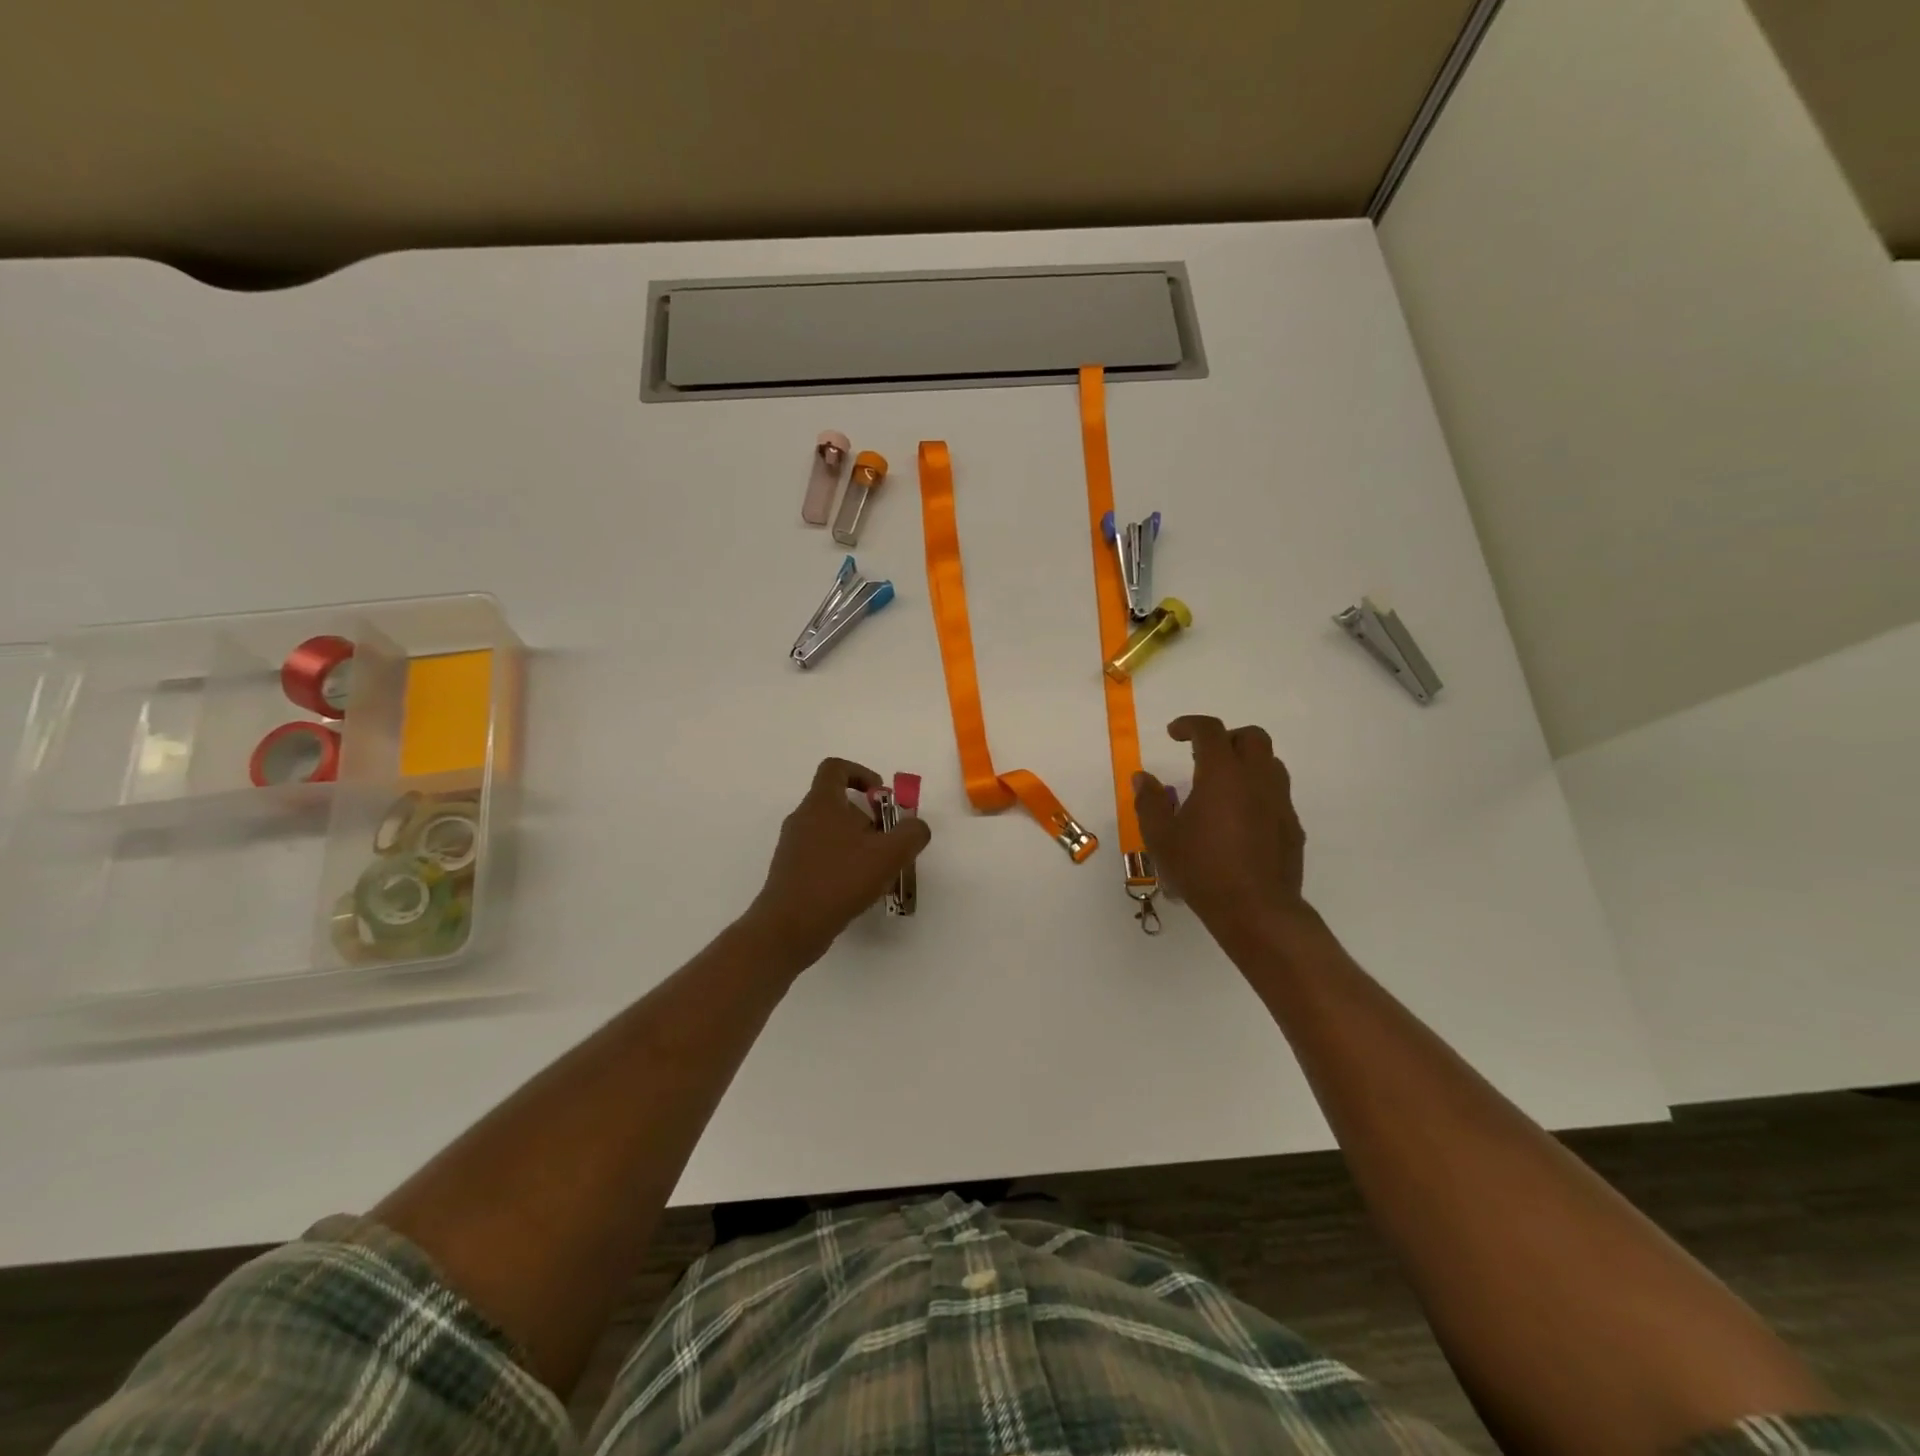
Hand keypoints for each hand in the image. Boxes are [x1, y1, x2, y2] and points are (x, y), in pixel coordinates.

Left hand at [745, 757, 932, 967]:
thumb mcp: (889, 854)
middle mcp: (803, 818)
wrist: (789, 926)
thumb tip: (916, 826)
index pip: (836, 768)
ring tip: (878, 871)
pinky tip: (859, 890)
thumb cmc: (839, 880)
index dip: (861, 774)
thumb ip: (912, 833)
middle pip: (838, 804)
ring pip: (831, 832)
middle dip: (868, 818)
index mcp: (822, 803)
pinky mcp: (791, 872)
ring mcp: (793, 846)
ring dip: (858, 844)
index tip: (881, 796)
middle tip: (888, 842)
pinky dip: (843, 864)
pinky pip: (822, 856)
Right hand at [1134, 716, 1307, 935]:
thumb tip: (1143, 778)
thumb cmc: (1202, 869)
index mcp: (1222, 774)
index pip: (1210, 731)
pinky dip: (1257, 792)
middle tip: (1203, 756)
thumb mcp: (1161, 836)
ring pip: (1270, 763)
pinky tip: (1239, 818)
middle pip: (1252, 737)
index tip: (1174, 733)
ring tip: (1222, 786)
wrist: (1256, 910)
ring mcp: (1280, 802)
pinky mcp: (1292, 826)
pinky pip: (1277, 794)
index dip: (1190, 725)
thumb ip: (1150, 801)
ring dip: (1246, 763)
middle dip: (1226, 738)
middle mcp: (1257, 779)